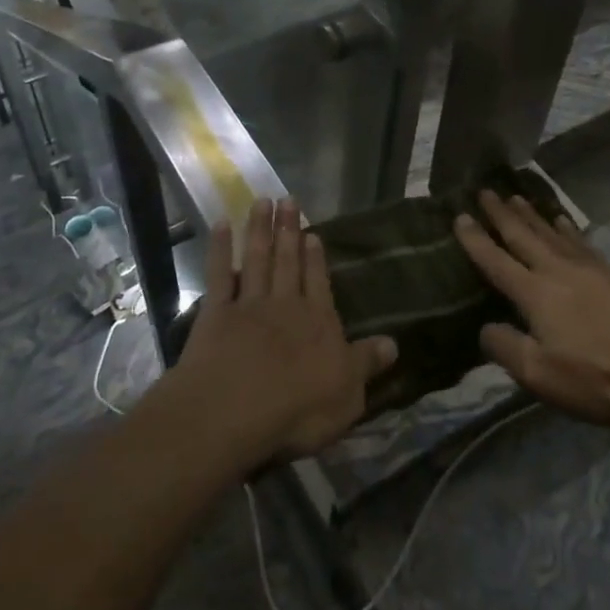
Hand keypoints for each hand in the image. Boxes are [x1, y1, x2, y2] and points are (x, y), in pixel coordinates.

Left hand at [173, 200, 396, 465]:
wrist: (235, 409)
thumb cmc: (299, 409)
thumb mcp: (348, 394)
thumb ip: (367, 364)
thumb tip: (394, 343)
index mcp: (318, 322)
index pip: (318, 282)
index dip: (315, 258)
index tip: (312, 232)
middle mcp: (285, 305)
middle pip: (287, 262)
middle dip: (288, 231)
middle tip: (288, 200)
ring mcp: (248, 306)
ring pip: (257, 259)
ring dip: (259, 230)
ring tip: (262, 202)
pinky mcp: (215, 313)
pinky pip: (218, 275)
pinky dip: (219, 249)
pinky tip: (220, 226)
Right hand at [454, 191, 609, 429]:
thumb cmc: (598, 378)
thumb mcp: (540, 375)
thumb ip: (506, 348)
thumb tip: (486, 328)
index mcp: (535, 294)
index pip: (496, 261)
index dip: (475, 239)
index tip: (459, 216)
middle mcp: (558, 271)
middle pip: (523, 236)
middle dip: (501, 214)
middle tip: (485, 190)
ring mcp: (589, 269)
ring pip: (551, 233)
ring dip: (531, 214)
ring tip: (516, 196)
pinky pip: (580, 241)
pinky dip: (566, 227)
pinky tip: (562, 220)